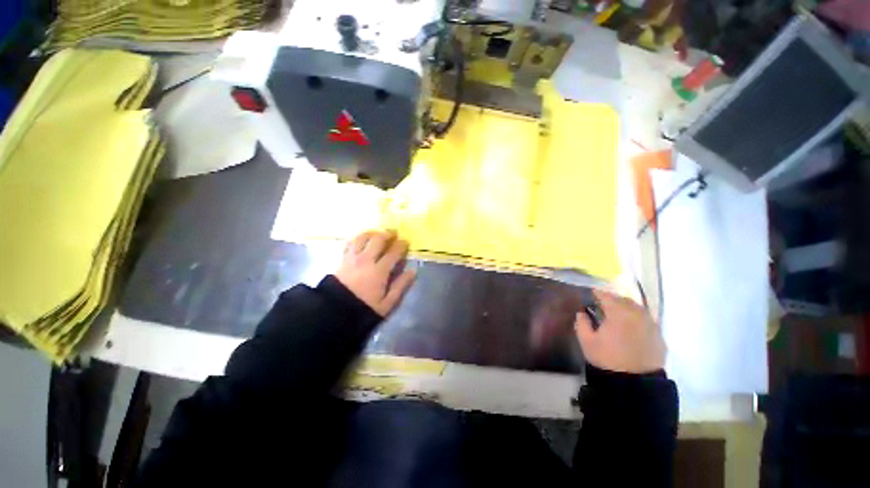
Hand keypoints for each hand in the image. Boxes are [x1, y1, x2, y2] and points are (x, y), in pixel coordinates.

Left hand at [335, 230, 415, 316]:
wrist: (336, 312)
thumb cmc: (364, 308)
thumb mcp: (387, 303)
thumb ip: (401, 285)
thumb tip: (412, 271)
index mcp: (379, 271)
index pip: (393, 252)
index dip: (401, 245)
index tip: (406, 242)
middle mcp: (366, 260)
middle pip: (378, 239)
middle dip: (388, 234)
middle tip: (394, 234)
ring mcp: (353, 258)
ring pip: (363, 237)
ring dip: (373, 233)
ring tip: (378, 234)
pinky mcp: (343, 259)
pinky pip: (351, 242)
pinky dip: (358, 238)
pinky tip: (362, 239)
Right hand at [575, 290, 665, 373]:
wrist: (635, 384)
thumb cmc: (607, 359)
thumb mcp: (586, 341)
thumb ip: (582, 322)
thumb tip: (582, 312)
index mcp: (618, 313)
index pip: (607, 296)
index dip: (598, 293)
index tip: (591, 294)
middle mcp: (637, 314)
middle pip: (624, 300)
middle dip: (613, 300)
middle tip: (603, 304)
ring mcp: (651, 325)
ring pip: (638, 309)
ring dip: (627, 308)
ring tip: (618, 314)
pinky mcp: (659, 337)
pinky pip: (647, 321)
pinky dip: (638, 319)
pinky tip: (631, 328)